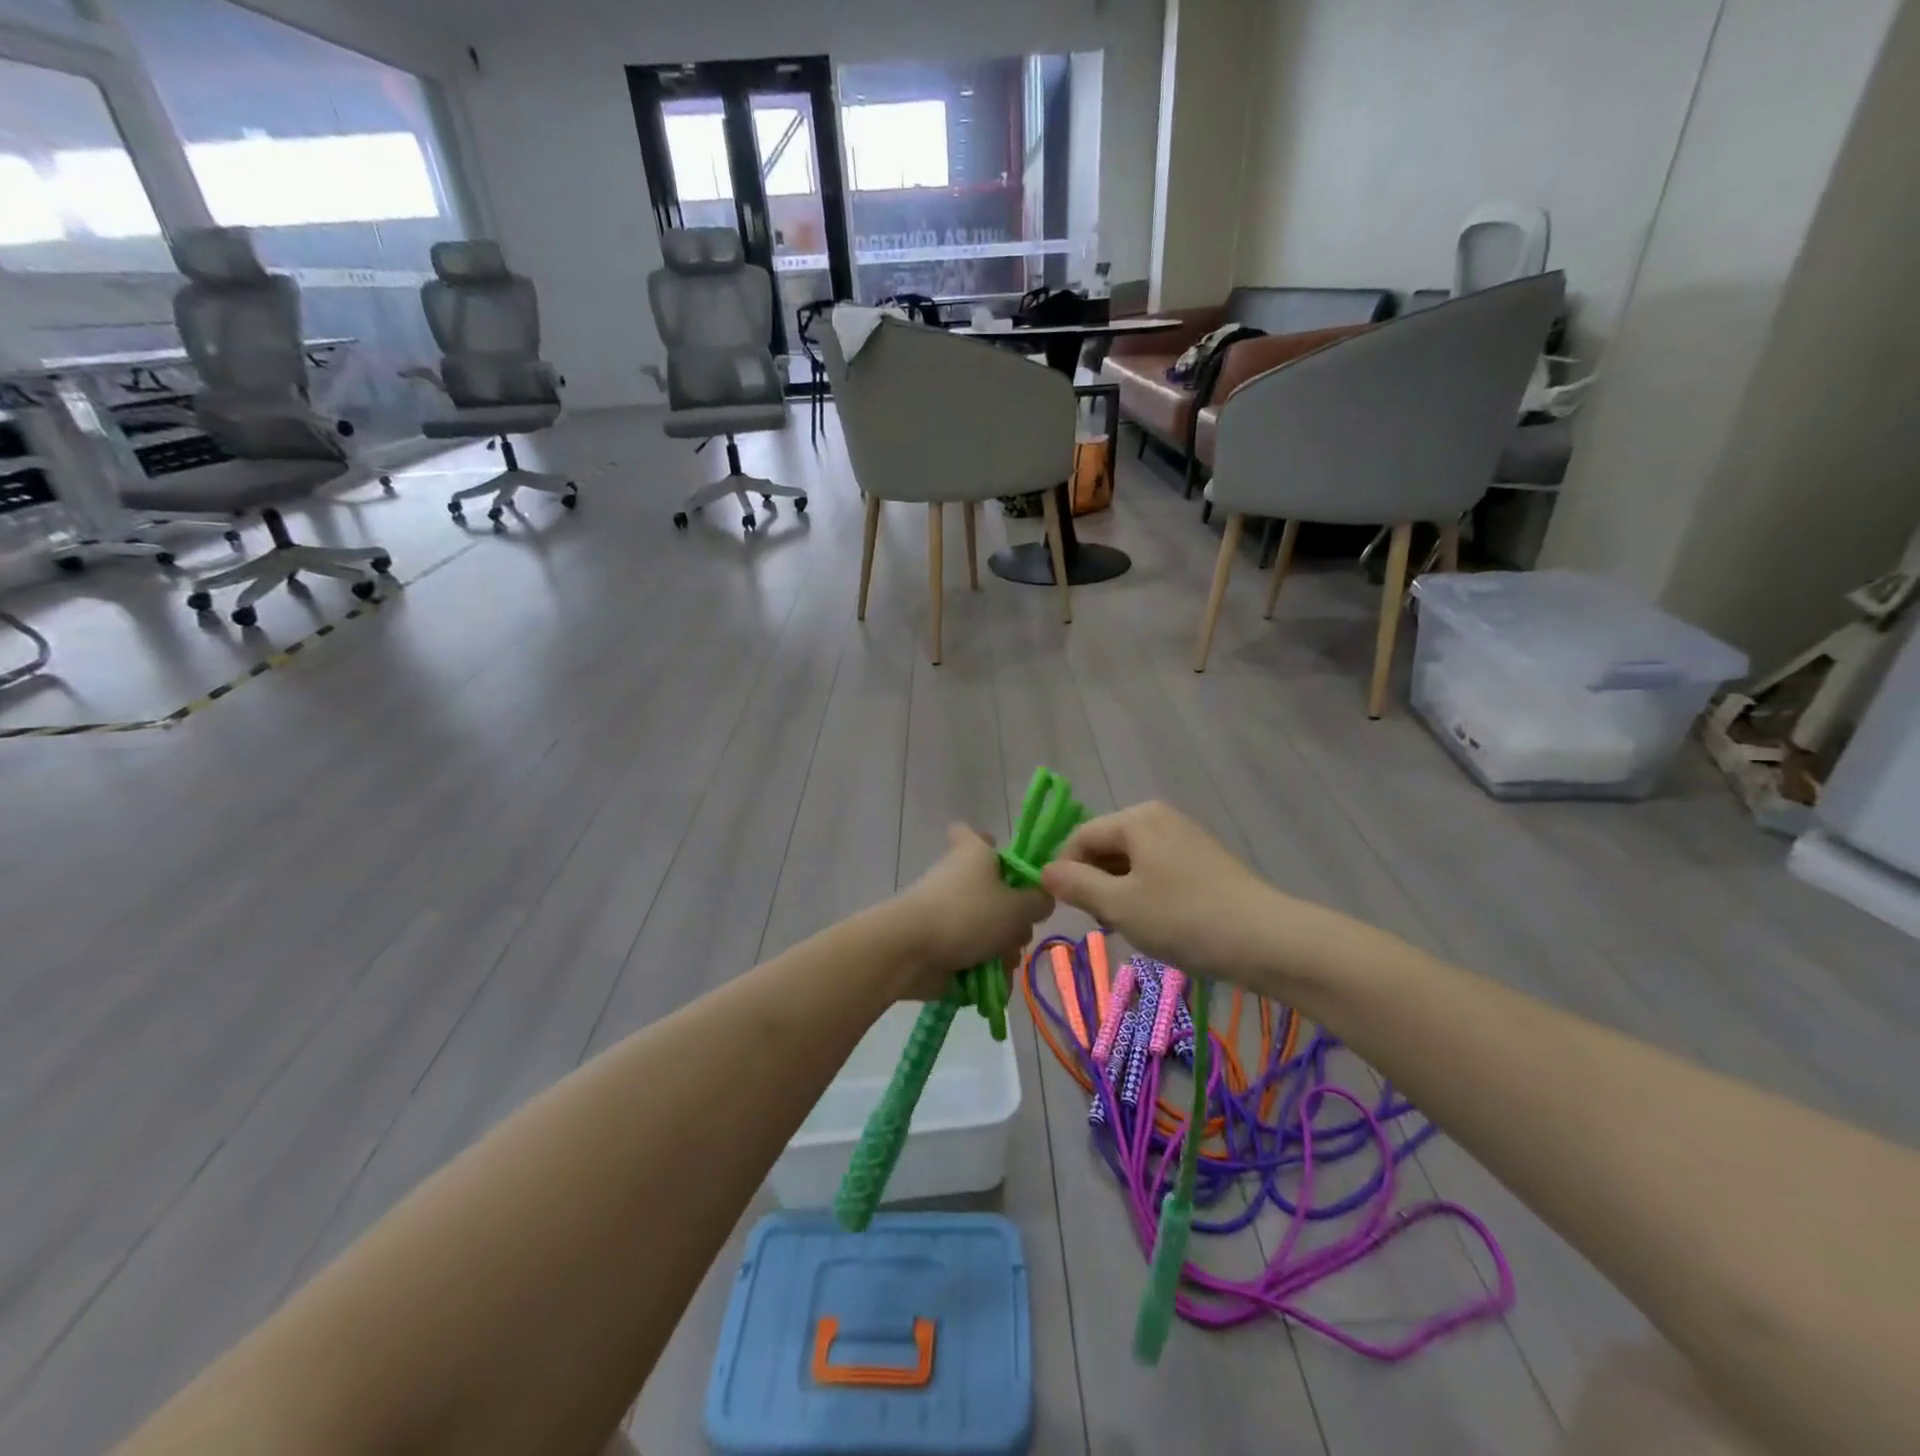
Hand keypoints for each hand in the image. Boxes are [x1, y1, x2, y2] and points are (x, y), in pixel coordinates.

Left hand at [885, 825, 1053, 1000]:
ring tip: (1003, 964)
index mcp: (975, 853)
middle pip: (997, 893)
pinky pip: (974, 955)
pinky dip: (985, 970)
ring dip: (1002, 950)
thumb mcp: (1018, 907)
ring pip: (989, 929)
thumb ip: (1039, 901)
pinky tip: (995, 984)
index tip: (1008, 867)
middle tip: (1018, 930)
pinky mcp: (941, 943)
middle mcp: (959, 877)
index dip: (993, 846)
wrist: (910, 951)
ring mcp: (948, 912)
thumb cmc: (967, 915)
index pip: (978, 836)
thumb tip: (1041, 899)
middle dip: (1014, 919)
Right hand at [1040, 802, 1293, 987]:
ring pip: (1132, 862)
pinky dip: (1147, 894)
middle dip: (1095, 883)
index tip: (1068, 910)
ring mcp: (1185, 837)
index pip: (1080, 837)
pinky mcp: (1204, 861)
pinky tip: (1158, 923)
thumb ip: (1075, 885)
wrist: (1267, 940)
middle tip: (1104, 923)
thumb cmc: (1183, 918)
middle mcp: (1159, 817)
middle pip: (1107, 846)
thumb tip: (1044, 871)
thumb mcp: (1119, 905)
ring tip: (1132, 927)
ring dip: (1120, 892)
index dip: (1065, 872)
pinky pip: (1158, 870)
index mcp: (1136, 818)